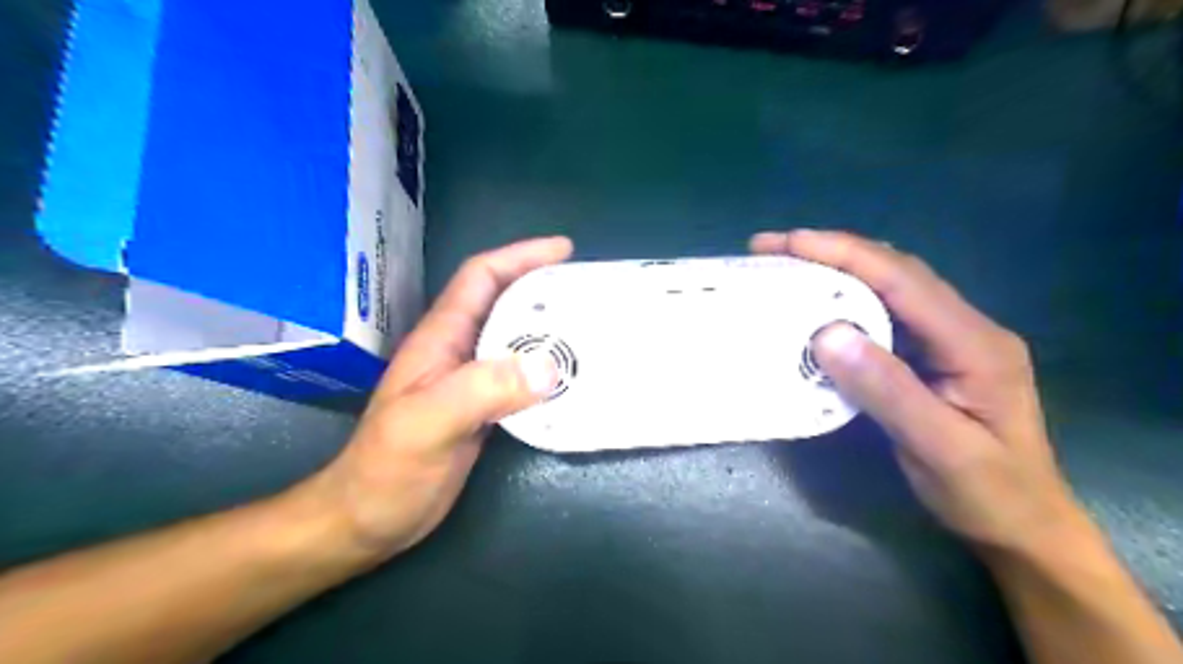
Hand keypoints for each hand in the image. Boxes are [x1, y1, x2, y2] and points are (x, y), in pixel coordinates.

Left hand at [311, 237, 574, 559]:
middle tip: (589, 292)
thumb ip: (483, 389)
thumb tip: (549, 367)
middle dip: (545, 289)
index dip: (520, 256)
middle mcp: (458, 351)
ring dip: (551, 330)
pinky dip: (548, 371)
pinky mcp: (483, 410)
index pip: (481, 278)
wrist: (368, 519)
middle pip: (505, 303)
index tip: (564, 249)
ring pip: (516, 340)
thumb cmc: (387, 468)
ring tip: (591, 330)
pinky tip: (572, 380)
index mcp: (442, 338)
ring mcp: (471, 381)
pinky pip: (521, 378)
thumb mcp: (429, 422)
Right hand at [752, 228, 1083, 554]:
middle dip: (834, 251)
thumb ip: (887, 390)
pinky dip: (845, 300)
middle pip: (896, 271)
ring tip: (787, 264)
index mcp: (975, 343)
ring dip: (838, 269)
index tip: (791, 243)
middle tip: (774, 248)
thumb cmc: (987, 492)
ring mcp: (948, 339)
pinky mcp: (930, 354)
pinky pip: (884, 313)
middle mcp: (965, 327)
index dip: (847, 254)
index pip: (904, 281)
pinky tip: (817, 303)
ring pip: (889, 286)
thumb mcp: (938, 448)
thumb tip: (827, 333)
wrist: (1024, 525)